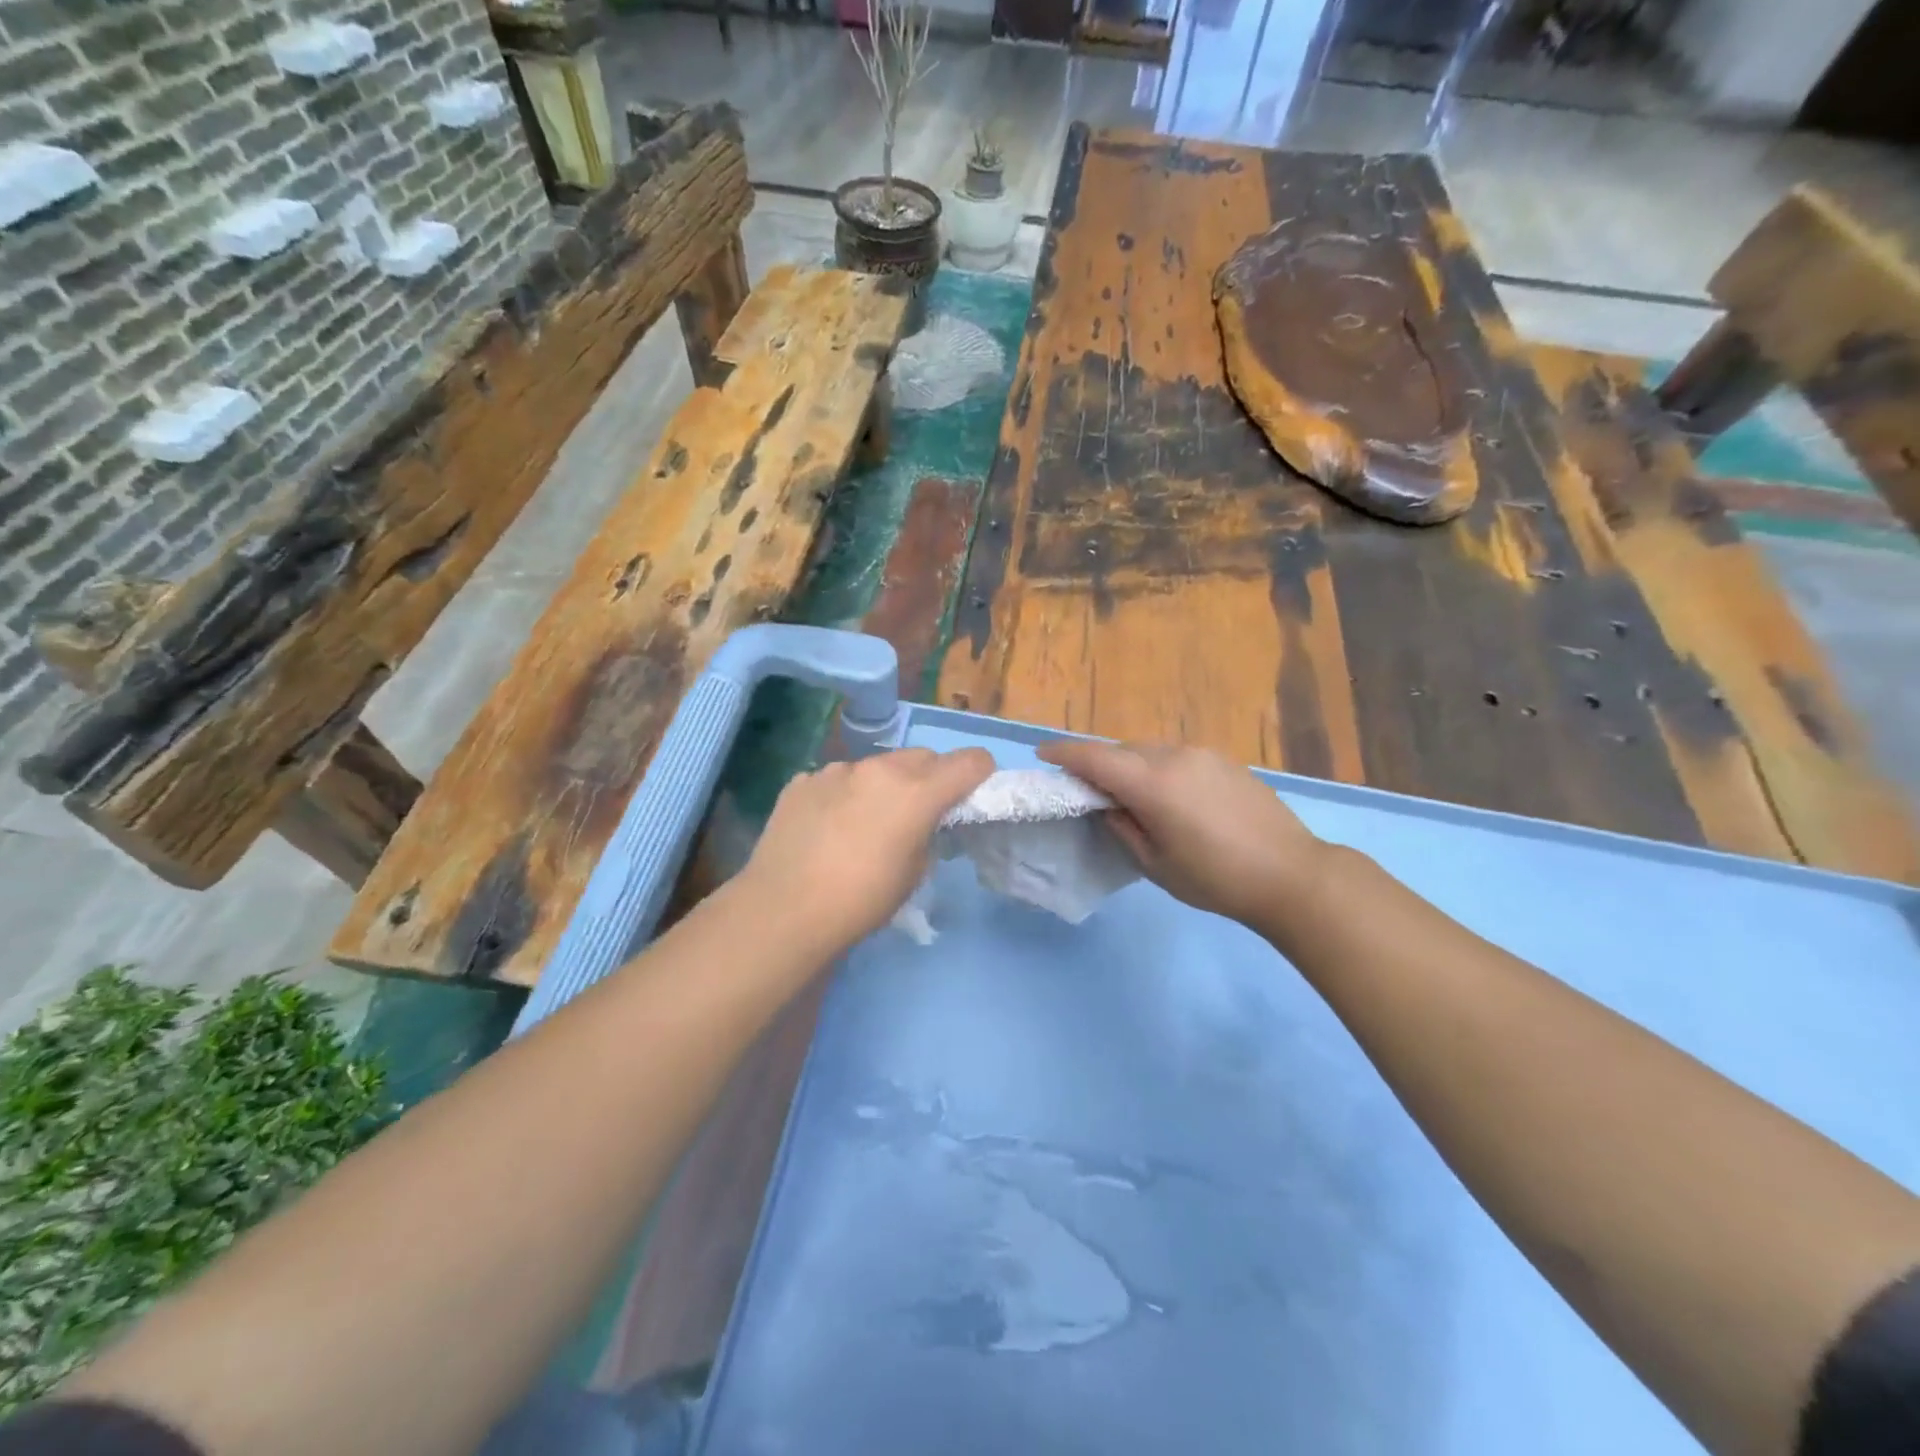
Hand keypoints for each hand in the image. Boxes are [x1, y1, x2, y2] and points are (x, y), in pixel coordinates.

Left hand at [739, 747, 993, 951]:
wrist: (784, 910)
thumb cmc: (861, 900)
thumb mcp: (913, 874)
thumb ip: (926, 835)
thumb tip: (920, 822)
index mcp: (916, 792)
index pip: (968, 762)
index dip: (979, 772)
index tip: (974, 788)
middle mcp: (878, 769)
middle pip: (921, 757)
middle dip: (929, 777)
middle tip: (919, 810)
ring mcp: (835, 770)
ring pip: (875, 766)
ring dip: (881, 785)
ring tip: (864, 822)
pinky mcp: (801, 782)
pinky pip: (835, 780)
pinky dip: (841, 795)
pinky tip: (826, 827)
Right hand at [1037, 739, 1328, 929]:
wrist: (1291, 875)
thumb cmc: (1216, 878)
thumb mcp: (1156, 864)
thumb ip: (1123, 828)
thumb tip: (1108, 806)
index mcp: (1153, 783)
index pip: (1096, 758)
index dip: (1065, 753)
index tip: (1043, 754)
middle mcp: (1175, 757)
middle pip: (1123, 750)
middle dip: (1098, 762)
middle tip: (1086, 787)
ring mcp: (1204, 754)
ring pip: (1150, 750)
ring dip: (1130, 765)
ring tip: (1128, 794)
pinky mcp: (1225, 761)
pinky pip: (1176, 756)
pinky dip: (1157, 767)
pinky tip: (1167, 795)